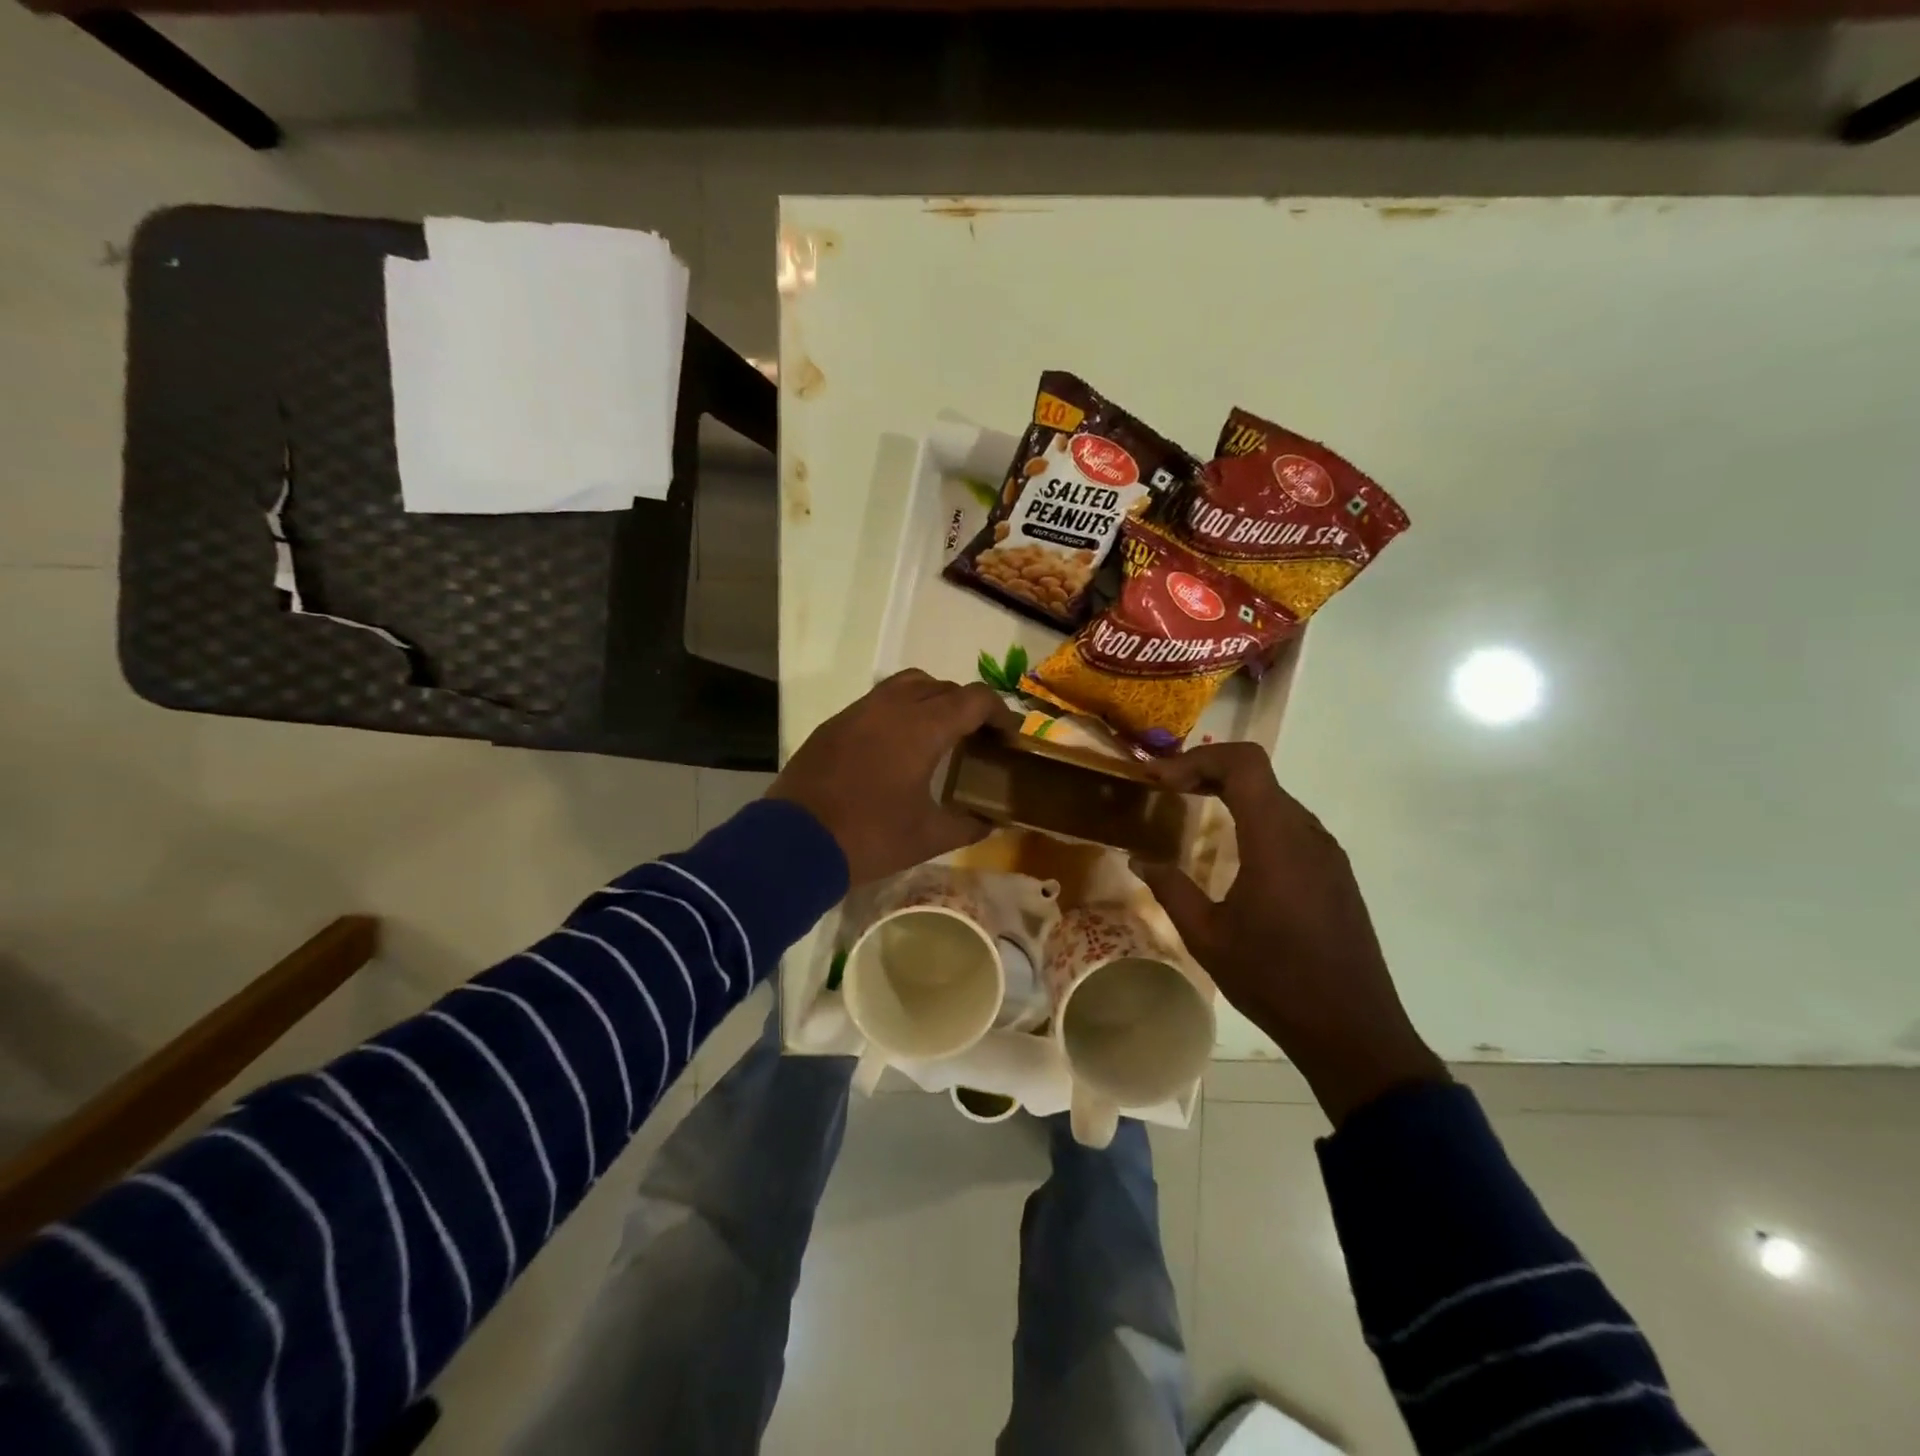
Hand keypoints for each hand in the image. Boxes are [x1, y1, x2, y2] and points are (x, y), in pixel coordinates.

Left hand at [770, 670, 1020, 886]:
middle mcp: (893, 706)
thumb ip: (968, 825)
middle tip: (976, 738)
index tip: (1008, 736)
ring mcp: (859, 711)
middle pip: (942, 686)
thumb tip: (992, 823)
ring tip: (938, 733)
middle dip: (966, 706)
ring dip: (931, 699)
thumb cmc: (870, 837)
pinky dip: (898, 710)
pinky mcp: (834, 723)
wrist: (795, 842)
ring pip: (906, 684)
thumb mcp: (928, 838)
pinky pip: (877, 701)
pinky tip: (896, 746)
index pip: (974, 700)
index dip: (999, 713)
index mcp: (923, 727)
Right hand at [1131, 742, 1446, 1126]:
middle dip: (1207, 770)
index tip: (1160, 779)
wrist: (1352, 1029)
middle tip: (1166, 787)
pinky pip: (1290, 824)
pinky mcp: (1335, 872)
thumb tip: (1137, 858)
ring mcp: (1327, 852)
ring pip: (1275, 797)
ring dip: (1232, 791)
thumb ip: (1171, 889)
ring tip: (1191, 806)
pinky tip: (1233, 845)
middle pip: (1258, 774)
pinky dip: (1254, 815)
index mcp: (1275, 841)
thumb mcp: (1207, 937)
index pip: (1244, 764)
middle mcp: (1307, 834)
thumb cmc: (1274, 980)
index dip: (1198, 758)